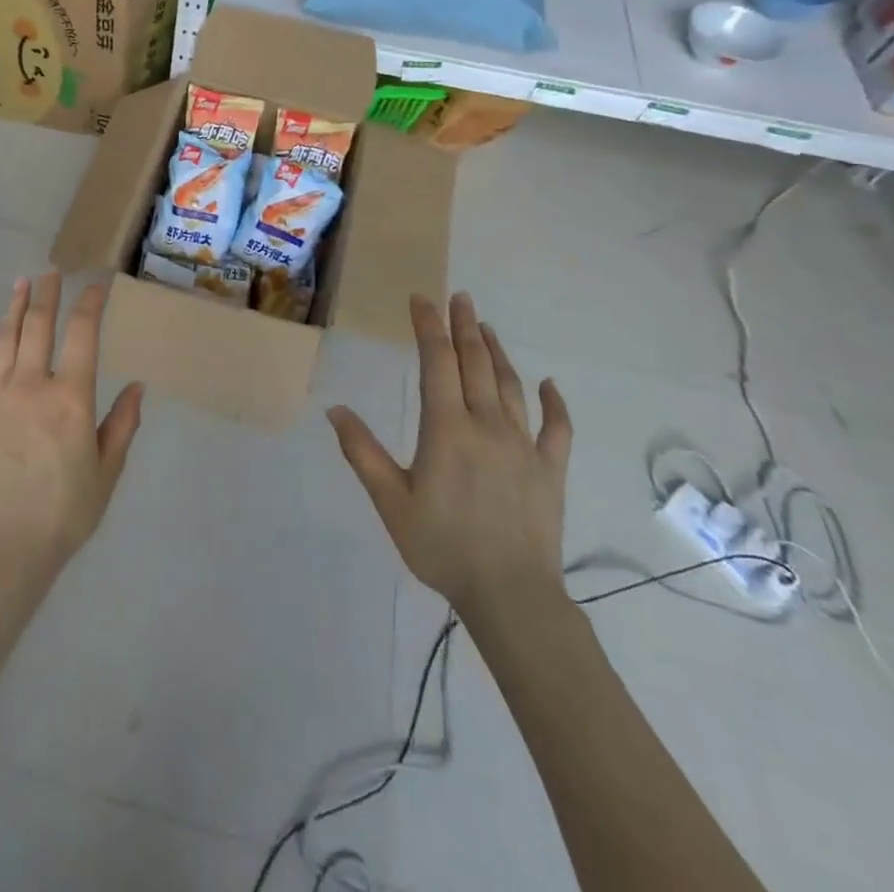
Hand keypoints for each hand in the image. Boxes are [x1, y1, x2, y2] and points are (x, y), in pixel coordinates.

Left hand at [0, 274, 143, 585]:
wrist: (6, 547)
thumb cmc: (66, 512)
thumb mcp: (107, 470)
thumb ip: (122, 424)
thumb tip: (137, 386)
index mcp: (70, 397)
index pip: (82, 334)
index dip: (90, 303)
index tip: (97, 285)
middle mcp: (31, 386)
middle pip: (39, 326)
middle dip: (48, 294)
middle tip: (52, 271)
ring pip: (6, 340)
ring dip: (15, 308)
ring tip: (22, 283)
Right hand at [329, 293, 572, 631]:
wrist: (510, 595)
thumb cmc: (442, 546)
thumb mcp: (390, 501)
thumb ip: (362, 452)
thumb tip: (336, 409)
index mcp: (447, 428)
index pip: (438, 362)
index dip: (428, 326)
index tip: (422, 299)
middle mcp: (487, 425)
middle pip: (476, 363)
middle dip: (464, 326)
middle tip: (459, 297)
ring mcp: (524, 446)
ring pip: (512, 386)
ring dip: (498, 353)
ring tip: (486, 328)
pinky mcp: (550, 470)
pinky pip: (557, 429)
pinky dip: (554, 404)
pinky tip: (549, 386)